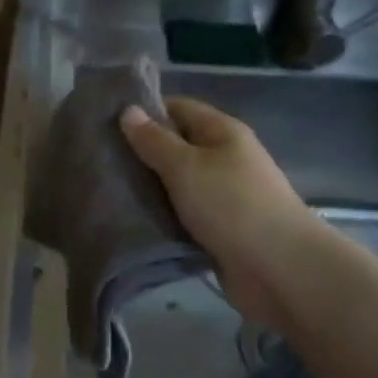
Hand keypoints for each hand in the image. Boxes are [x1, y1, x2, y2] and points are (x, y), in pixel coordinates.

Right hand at [120, 97, 313, 334]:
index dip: (144, 112)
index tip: (105, 124)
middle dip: (141, 154)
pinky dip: (162, 217)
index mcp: (222, 132)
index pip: (178, 108)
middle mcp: (225, 158)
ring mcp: (223, 195)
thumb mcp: (185, 166)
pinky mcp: (219, 229)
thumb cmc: (231, 205)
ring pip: (177, 184)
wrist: (278, 268)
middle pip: (177, 147)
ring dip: (149, 189)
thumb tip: (128, 110)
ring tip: (106, 191)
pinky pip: (183, 215)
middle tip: (100, 161)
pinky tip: (132, 221)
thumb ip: (154, 140)